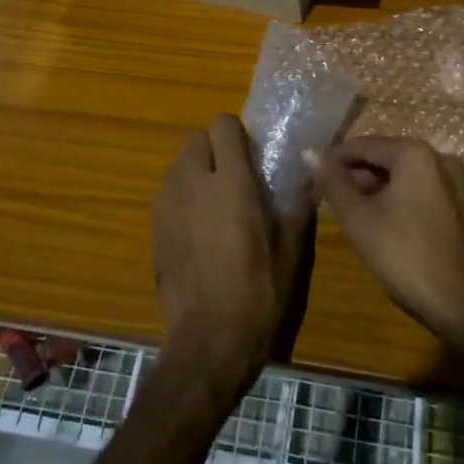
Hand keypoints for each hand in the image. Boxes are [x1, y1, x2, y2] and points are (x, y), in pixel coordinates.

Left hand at [152, 115, 310, 401]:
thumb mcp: (292, 249)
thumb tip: (310, 179)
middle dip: (213, 150)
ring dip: (195, 174)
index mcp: (231, 181)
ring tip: (215, 207)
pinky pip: (168, 197)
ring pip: (178, 167)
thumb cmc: (260, 291)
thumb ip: (298, 205)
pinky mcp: (153, 229)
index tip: (252, 155)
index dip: (237, 133)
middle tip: (234, 179)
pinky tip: (198, 235)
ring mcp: (167, 205)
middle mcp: (192, 182)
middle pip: (194, 139)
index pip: (222, 124)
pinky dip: (182, 202)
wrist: (210, 339)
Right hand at [313, 137, 463, 353]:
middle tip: (329, 199)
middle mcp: (442, 159)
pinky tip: (390, 227)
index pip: (363, 145)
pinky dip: (403, 201)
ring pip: (407, 177)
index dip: (333, 160)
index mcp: (415, 154)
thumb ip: (333, 182)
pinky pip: (426, 193)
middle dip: (356, 176)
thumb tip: (310, 152)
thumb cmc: (408, 258)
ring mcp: (460, 183)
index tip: (311, 177)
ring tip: (355, 214)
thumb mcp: (360, 220)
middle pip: (387, 158)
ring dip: (379, 190)